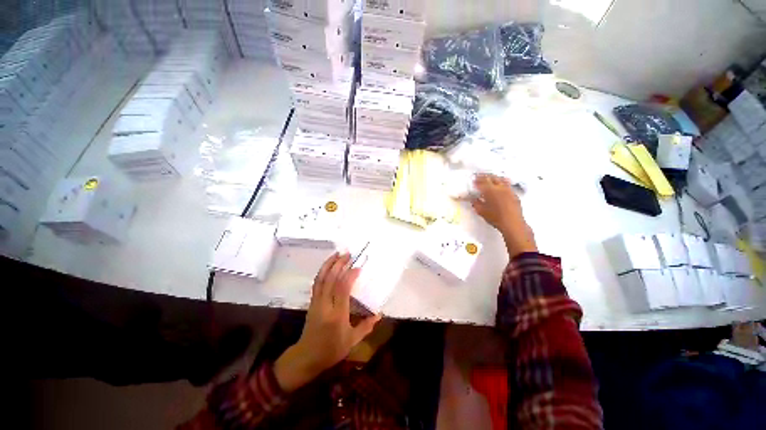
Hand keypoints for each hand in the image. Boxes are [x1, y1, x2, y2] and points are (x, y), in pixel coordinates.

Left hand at [274, 253, 380, 392]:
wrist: (306, 357)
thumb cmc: (331, 350)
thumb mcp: (352, 341)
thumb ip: (366, 326)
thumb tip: (379, 314)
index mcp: (337, 314)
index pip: (342, 289)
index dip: (350, 275)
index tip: (358, 267)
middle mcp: (325, 304)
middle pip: (330, 279)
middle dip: (339, 264)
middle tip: (348, 254)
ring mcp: (317, 302)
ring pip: (321, 278)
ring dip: (329, 264)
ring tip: (337, 254)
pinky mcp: (312, 302)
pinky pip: (317, 283)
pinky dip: (322, 271)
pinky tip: (328, 266)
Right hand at [471, 174, 536, 257]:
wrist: (513, 224)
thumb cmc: (495, 218)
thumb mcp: (481, 211)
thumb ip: (476, 203)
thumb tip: (473, 199)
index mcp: (490, 190)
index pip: (482, 181)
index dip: (477, 179)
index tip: (473, 179)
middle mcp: (500, 187)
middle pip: (492, 177)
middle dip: (485, 176)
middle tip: (480, 177)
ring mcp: (508, 190)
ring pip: (501, 179)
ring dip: (494, 178)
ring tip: (490, 179)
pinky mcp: (514, 194)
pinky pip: (507, 184)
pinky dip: (501, 182)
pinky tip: (499, 186)